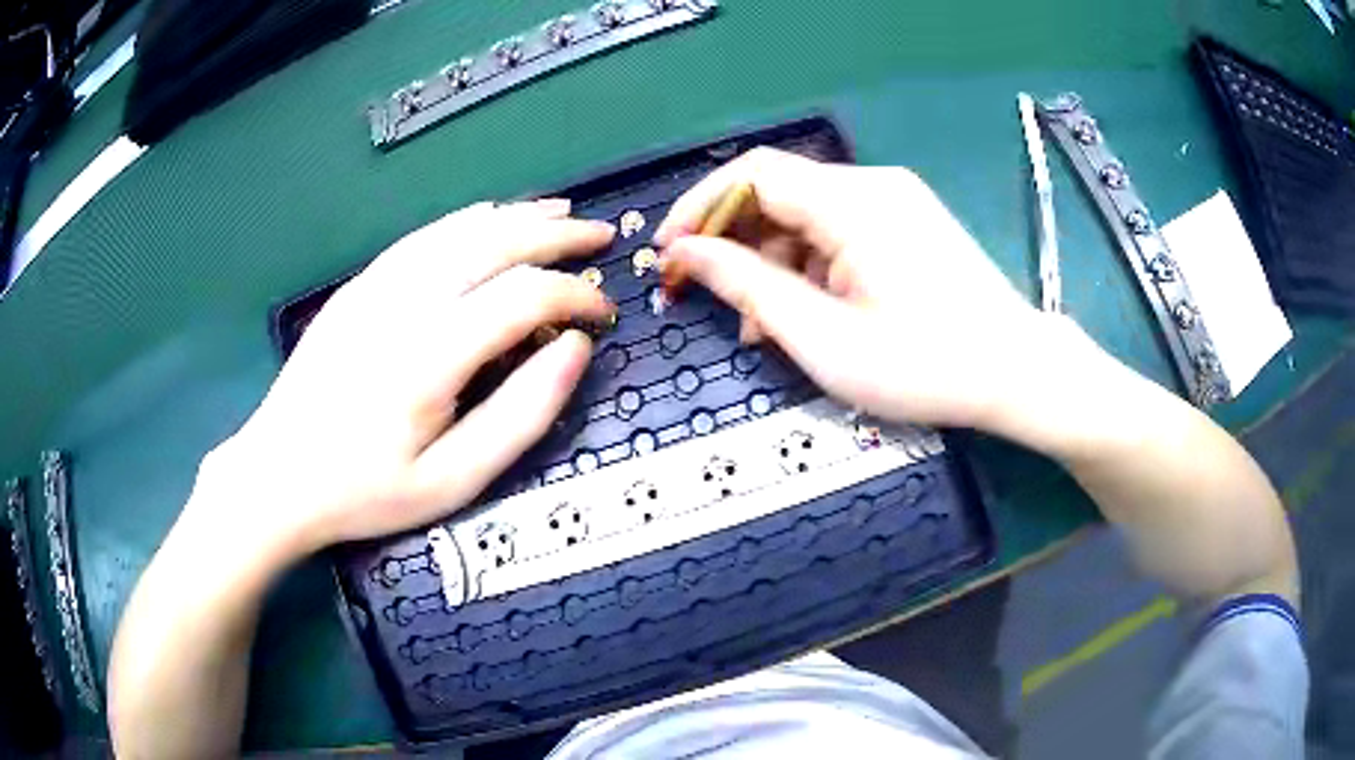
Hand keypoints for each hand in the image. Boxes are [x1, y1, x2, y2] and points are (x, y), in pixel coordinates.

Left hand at [195, 199, 615, 569]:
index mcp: (431, 354)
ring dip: (517, 216)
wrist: (277, 474)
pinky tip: (488, 216)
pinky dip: (467, 220)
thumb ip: (521, 415)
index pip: (525, 296)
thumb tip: (575, 350)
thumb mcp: (453, 481)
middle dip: (558, 235)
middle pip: (496, 243)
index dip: (577, 296)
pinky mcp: (358, 286)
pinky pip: (423, 236)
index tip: (604, 315)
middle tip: (601, 237)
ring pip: (460, 229)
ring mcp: (376, 286)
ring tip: (560, 213)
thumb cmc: (366, 491)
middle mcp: (405, 301)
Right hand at [655, 148, 1045, 430]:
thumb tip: (685, 253)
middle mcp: (871, 185)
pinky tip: (801, 313)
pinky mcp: (905, 223)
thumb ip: (748, 287)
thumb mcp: (825, 338)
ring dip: (769, 262)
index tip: (667, 255)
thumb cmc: (926, 366)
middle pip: (776, 192)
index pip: (751, 173)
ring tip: (756, 324)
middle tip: (702, 295)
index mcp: (851, 201)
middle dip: (731, 241)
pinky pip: (836, 231)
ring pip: (804, 216)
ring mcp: (893, 202)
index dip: (698, 208)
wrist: (1017, 373)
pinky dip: (806, 266)